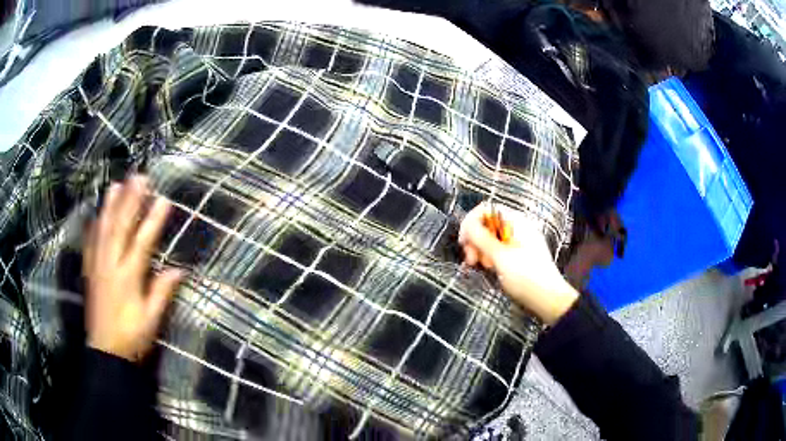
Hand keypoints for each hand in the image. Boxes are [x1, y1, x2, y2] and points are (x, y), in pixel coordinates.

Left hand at [83, 175, 182, 361]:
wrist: (105, 352)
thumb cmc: (131, 338)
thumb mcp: (151, 320)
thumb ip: (162, 293)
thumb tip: (179, 269)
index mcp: (128, 278)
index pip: (142, 243)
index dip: (153, 220)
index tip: (164, 199)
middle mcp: (111, 265)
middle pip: (120, 227)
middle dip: (131, 201)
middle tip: (140, 177)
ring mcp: (97, 266)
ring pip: (103, 229)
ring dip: (110, 205)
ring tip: (117, 184)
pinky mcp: (89, 271)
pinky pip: (90, 243)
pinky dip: (93, 225)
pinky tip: (95, 213)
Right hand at [458, 202, 578, 324]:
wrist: (548, 299)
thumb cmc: (526, 277)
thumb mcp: (501, 257)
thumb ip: (482, 238)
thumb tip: (467, 223)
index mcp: (517, 222)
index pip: (487, 209)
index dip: (472, 222)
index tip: (464, 242)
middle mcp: (517, 228)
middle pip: (487, 223)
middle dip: (475, 239)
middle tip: (471, 260)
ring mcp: (518, 241)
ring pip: (490, 237)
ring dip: (480, 250)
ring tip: (481, 266)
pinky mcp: (516, 255)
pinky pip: (497, 249)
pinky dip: (488, 256)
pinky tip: (488, 268)